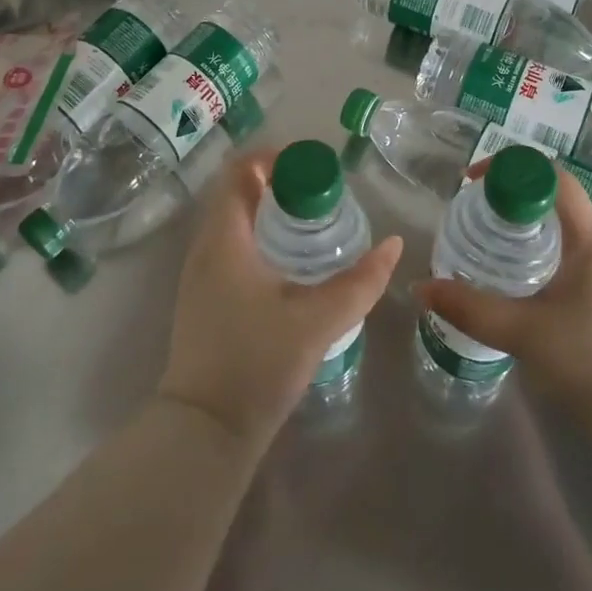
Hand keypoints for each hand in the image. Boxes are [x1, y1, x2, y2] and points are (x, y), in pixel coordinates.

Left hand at [159, 147, 402, 450]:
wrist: (204, 432)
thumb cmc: (257, 364)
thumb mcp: (318, 320)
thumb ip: (360, 282)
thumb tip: (393, 245)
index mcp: (225, 238)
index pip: (241, 171)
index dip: (276, 158)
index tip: (313, 169)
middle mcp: (205, 247)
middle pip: (238, 192)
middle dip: (280, 185)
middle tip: (322, 197)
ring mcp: (199, 275)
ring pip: (234, 221)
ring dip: (270, 212)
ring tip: (312, 225)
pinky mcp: (203, 299)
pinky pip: (231, 246)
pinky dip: (259, 237)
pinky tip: (290, 264)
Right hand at [415, 159, 591, 444]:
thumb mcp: (524, 332)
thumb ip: (471, 308)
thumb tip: (421, 287)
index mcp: (591, 237)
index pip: (552, 178)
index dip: (511, 170)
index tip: (473, 184)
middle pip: (553, 200)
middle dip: (510, 199)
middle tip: (471, 213)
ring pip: (559, 230)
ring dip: (522, 228)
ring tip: (484, 242)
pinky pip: (566, 256)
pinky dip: (537, 253)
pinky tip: (513, 280)